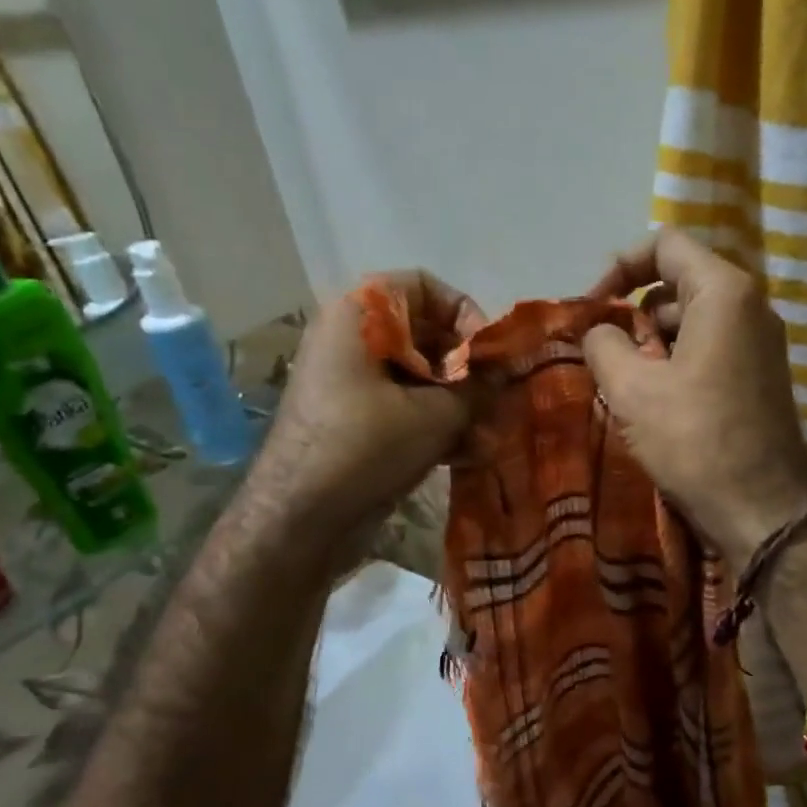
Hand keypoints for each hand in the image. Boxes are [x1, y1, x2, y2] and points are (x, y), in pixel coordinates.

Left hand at [252, 269, 485, 549]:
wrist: (299, 520)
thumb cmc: (365, 448)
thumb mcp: (434, 415)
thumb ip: (478, 388)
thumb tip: (507, 372)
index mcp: (359, 317)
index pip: (422, 287)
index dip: (463, 312)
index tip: (489, 353)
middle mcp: (351, 342)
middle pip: (425, 336)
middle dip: (468, 371)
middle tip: (499, 400)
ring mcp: (352, 386)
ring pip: (419, 380)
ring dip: (459, 407)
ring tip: (490, 438)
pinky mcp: (357, 424)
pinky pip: (405, 411)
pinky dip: (436, 428)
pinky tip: (470, 456)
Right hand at [584, 229, 806, 566]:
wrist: (762, 510)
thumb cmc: (695, 440)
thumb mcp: (632, 390)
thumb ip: (603, 345)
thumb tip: (600, 332)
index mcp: (724, 293)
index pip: (665, 245)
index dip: (619, 267)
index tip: (592, 309)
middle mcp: (751, 307)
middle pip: (679, 284)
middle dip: (635, 312)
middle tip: (605, 355)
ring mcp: (761, 344)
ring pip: (693, 321)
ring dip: (653, 343)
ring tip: (625, 385)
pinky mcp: (761, 378)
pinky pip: (711, 350)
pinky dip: (678, 363)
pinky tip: (656, 404)